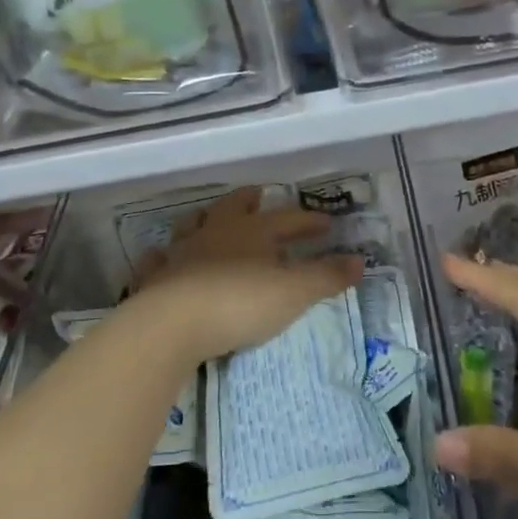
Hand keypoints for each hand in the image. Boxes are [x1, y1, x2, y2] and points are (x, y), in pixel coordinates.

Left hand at [133, 187, 363, 362]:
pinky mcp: (157, 277)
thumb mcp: (294, 292)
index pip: (287, 219)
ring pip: (194, 225)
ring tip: (210, 218)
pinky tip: (162, 256)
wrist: (174, 323)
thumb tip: (360, 261)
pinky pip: (159, 259)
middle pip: (234, 207)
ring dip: (205, 219)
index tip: (326, 224)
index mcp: (253, 231)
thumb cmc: (241, 302)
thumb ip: (326, 276)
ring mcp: (182, 252)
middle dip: (249, 200)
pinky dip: (163, 256)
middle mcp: (216, 233)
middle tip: (258, 195)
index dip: (308, 221)